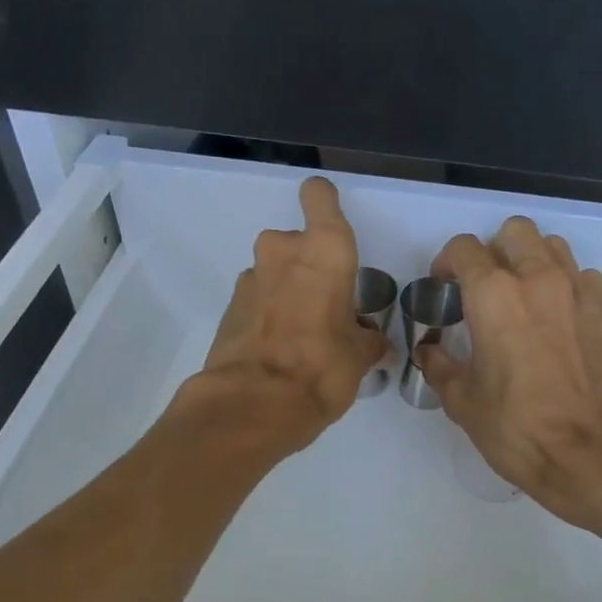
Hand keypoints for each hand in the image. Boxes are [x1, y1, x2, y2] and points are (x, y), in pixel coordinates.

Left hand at [198, 177, 386, 448]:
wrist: (254, 404)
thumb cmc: (322, 367)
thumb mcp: (360, 356)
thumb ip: (367, 339)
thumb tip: (372, 342)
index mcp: (324, 251)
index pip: (319, 197)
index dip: (324, 202)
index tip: (330, 221)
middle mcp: (283, 252)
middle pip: (297, 242)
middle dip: (309, 267)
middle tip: (326, 306)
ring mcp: (250, 278)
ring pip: (275, 272)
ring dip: (288, 291)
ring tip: (303, 334)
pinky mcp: (228, 308)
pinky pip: (257, 300)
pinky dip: (268, 314)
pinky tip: (280, 350)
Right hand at [417, 217, 601, 526]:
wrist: (595, 454)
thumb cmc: (519, 429)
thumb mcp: (463, 402)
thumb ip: (440, 366)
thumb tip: (428, 350)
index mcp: (494, 295)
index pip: (464, 248)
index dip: (447, 263)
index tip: (445, 287)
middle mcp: (538, 279)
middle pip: (514, 232)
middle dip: (494, 251)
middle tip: (487, 287)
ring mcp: (580, 291)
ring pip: (553, 247)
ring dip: (533, 262)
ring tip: (526, 299)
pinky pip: (585, 279)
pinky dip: (568, 288)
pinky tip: (562, 322)